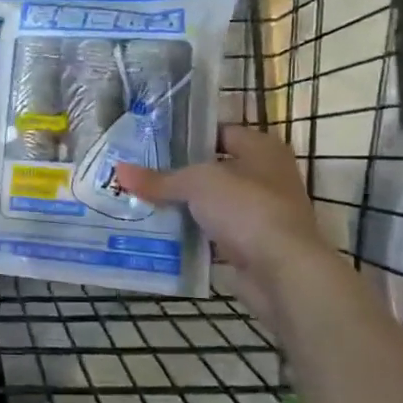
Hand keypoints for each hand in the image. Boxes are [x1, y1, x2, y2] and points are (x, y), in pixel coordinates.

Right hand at [115, 126, 340, 317]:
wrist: (283, 271)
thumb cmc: (246, 208)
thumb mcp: (196, 184)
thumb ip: (159, 179)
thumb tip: (119, 171)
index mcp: (261, 148)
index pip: (218, 131)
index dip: (186, 136)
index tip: (150, 142)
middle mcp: (266, 176)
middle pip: (213, 169)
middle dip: (178, 173)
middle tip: (138, 172)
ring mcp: (260, 212)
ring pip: (211, 203)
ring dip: (183, 206)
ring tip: (141, 201)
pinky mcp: (252, 244)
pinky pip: (213, 232)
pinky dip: (191, 233)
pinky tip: (160, 232)